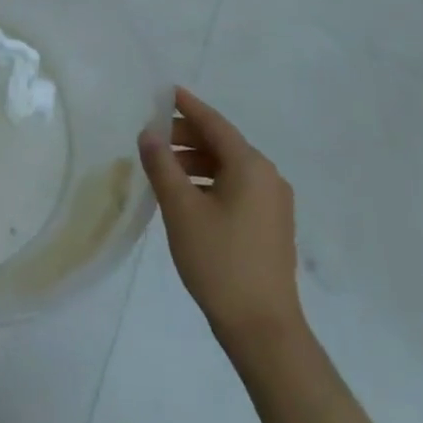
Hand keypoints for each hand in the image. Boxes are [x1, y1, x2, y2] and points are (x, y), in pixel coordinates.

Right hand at [139, 86, 303, 350]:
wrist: (264, 331)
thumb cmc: (220, 262)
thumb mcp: (181, 209)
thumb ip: (162, 165)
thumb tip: (149, 134)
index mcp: (250, 166)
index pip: (213, 123)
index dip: (187, 106)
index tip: (165, 92)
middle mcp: (267, 177)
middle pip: (222, 143)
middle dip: (187, 137)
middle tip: (153, 139)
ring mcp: (273, 203)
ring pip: (229, 167)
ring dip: (196, 162)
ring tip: (164, 171)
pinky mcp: (271, 226)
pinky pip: (237, 188)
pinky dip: (210, 182)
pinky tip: (187, 198)